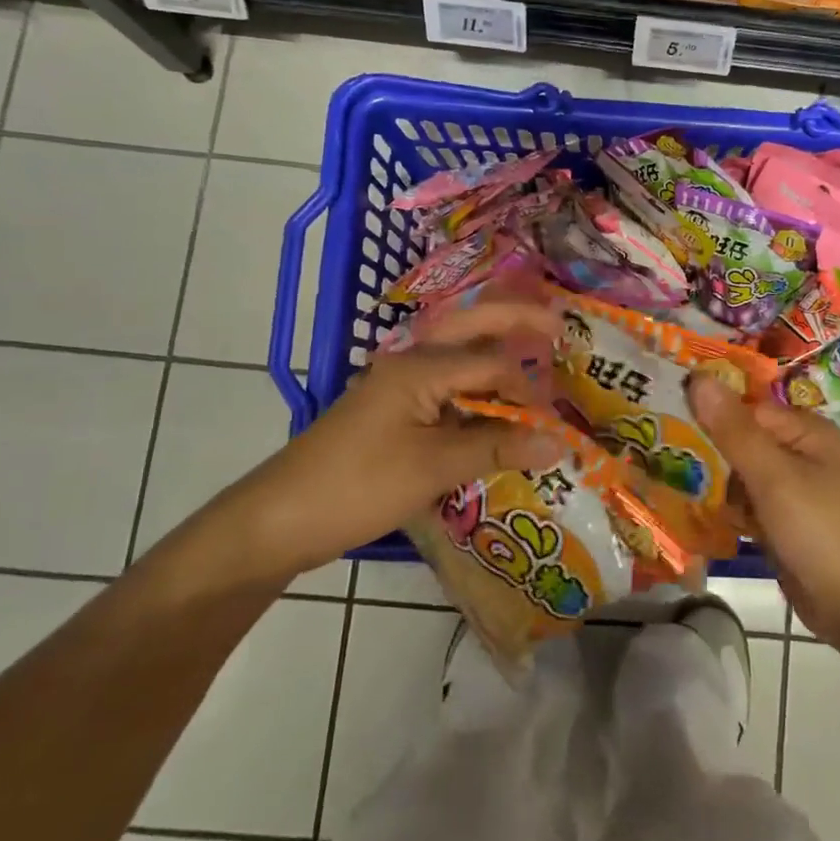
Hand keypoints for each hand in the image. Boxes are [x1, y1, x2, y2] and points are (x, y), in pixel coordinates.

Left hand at [222, 302, 561, 582]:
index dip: (528, 391)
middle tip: (557, 323)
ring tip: (535, 354)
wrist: (281, 519)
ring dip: (495, 355)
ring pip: (458, 358)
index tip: (554, 423)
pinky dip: (475, 394)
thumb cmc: (358, 486)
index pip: (492, 364)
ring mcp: (400, 388)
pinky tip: (494, 411)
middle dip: (514, 321)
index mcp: (419, 367)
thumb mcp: (433, 468)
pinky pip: (446, 391)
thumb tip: (559, 442)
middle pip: (471, 328)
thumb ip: (496, 448)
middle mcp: (411, 364)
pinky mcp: (394, 413)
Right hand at [689, 375, 839, 658]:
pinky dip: (725, 510)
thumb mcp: (774, 476)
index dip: (707, 412)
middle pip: (740, 440)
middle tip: (654, 454)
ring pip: (739, 475)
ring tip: (664, 483)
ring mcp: (791, 491)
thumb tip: (698, 377)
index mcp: (805, 431)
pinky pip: (746, 505)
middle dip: (705, 450)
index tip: (662, 418)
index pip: (745, 409)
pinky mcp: (782, 523)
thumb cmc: (821, 531)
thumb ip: (734, 430)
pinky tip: (693, 513)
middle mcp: (800, 454)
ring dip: (711, 483)